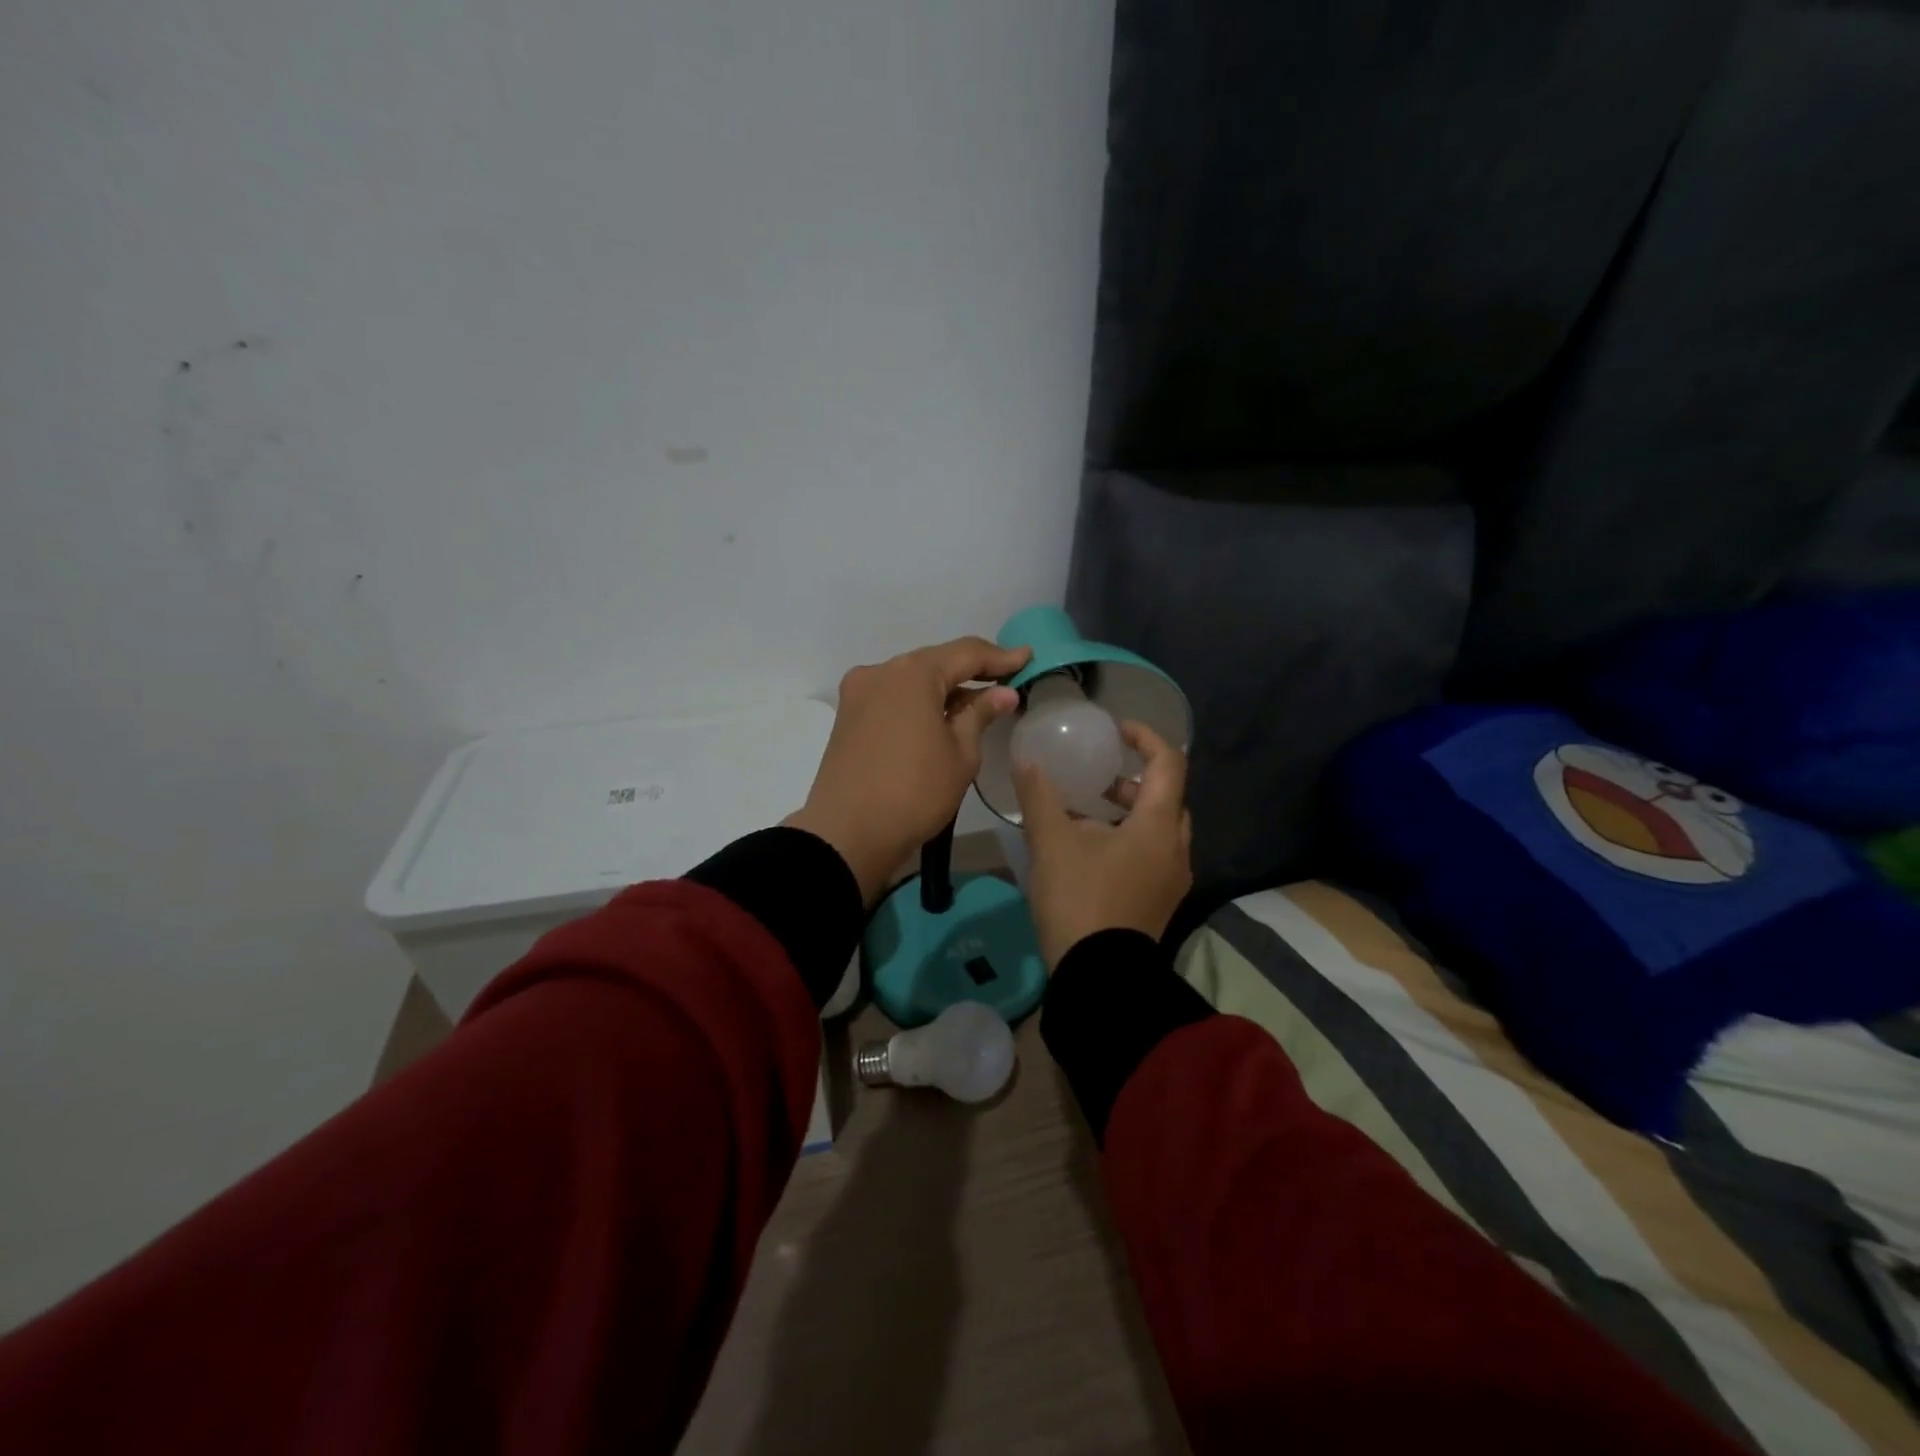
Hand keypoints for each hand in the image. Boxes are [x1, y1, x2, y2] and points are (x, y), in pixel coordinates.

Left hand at [786, 636, 1033, 904]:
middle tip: (1006, 679)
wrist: (847, 834)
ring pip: (912, 679)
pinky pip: (893, 696)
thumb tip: (1003, 693)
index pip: (966, 653)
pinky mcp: (848, 716)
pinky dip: (920, 701)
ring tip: (978, 701)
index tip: (1027, 657)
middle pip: (935, 662)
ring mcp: (859, 693)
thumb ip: (980, 714)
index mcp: (913, 674)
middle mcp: (881, 671)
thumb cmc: (915, 792)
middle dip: (971, 670)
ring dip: (944, 687)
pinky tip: (940, 715)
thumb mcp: (960, 755)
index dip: (1000, 656)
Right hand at [1013, 721, 1193, 967]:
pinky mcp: (1161, 902)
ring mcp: (1172, 879)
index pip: (1169, 763)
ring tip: (1086, 816)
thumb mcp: (1052, 843)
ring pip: (1160, 830)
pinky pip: (1153, 856)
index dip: (1146, 738)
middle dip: (1134, 781)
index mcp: (1159, 825)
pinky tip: (1091, 853)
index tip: (1117, 730)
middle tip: (1099, 778)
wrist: (1099, 977)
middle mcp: (1176, 848)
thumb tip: (1027, 761)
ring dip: (1130, 813)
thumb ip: (1039, 796)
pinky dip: (1130, 840)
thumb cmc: (1080, 899)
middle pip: (1167, 798)